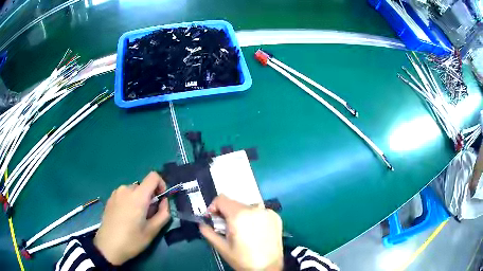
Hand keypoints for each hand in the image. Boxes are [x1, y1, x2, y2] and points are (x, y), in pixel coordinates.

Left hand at [94, 172, 169, 264]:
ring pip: (134, 191)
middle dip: (149, 198)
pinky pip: (124, 195)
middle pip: (143, 186)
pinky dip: (129, 201)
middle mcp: (126, 189)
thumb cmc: (132, 240)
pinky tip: (125, 217)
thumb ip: (163, 213)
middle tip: (148, 216)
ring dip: (139, 200)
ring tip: (136, 218)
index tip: (160, 200)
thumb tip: (164, 201)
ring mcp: (116, 193)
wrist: (108, 246)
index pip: (153, 176)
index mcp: (138, 196)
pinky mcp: (110, 198)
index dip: (161, 184)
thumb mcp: (153, 231)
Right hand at [200, 195, 283, 270]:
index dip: (213, 207)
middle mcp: (254, 208)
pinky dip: (254, 217)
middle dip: (227, 213)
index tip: (213, 218)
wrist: (268, 268)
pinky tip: (254, 231)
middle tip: (227, 228)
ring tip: (242, 230)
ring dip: (240, 215)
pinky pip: (259, 211)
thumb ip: (208, 232)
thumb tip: (202, 224)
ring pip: (247, 206)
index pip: (221, 199)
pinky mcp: (276, 216)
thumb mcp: (222, 247)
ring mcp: (267, 212)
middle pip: (234, 203)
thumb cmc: (243, 259)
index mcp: (239, 215)